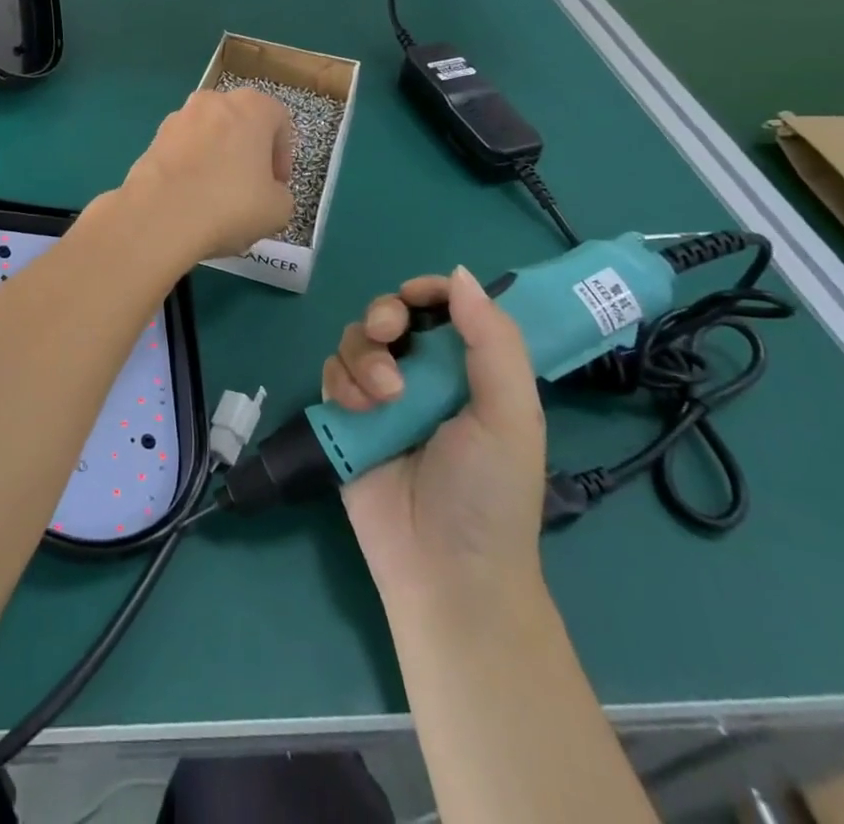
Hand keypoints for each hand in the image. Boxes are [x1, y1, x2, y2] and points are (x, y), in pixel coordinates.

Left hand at [118, 88, 293, 260]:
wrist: (160, 216)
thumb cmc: (230, 204)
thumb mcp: (279, 209)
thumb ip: (281, 194)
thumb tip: (268, 193)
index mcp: (251, 105)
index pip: (278, 121)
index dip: (282, 156)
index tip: (277, 184)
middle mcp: (213, 101)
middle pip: (240, 124)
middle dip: (248, 153)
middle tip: (250, 189)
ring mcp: (177, 118)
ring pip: (209, 137)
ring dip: (217, 159)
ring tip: (216, 198)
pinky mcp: (152, 140)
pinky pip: (182, 152)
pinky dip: (190, 169)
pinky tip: (191, 200)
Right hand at [323, 268, 545, 611]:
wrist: (443, 570)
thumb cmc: (488, 493)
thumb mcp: (511, 415)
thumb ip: (493, 341)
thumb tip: (459, 273)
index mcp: (470, 371)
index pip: (446, 308)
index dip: (428, 291)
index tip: (416, 297)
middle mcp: (424, 375)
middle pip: (392, 314)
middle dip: (385, 315)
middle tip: (389, 334)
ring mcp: (381, 396)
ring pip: (357, 339)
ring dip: (365, 357)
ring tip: (383, 399)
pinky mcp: (346, 416)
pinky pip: (332, 371)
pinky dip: (342, 381)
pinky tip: (360, 410)